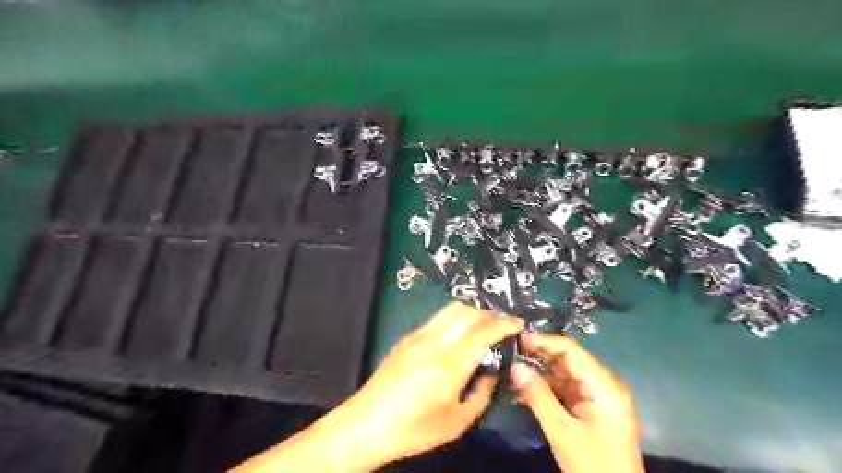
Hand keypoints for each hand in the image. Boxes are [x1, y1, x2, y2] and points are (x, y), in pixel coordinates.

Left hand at [347, 302, 523, 462]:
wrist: (368, 423)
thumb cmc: (414, 429)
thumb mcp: (457, 421)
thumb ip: (482, 393)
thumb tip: (492, 372)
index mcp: (450, 363)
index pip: (483, 329)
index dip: (504, 323)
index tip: (518, 324)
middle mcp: (434, 341)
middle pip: (467, 311)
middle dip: (490, 313)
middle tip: (504, 325)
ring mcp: (418, 335)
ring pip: (451, 309)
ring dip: (472, 312)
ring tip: (484, 326)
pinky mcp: (408, 337)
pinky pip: (438, 319)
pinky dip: (456, 319)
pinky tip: (460, 335)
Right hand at [510, 332, 642, 471]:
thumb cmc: (593, 465)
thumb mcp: (561, 431)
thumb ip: (538, 396)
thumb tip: (516, 366)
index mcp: (604, 385)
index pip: (572, 350)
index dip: (545, 341)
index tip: (518, 339)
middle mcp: (604, 385)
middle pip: (569, 360)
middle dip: (540, 357)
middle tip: (511, 354)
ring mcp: (599, 397)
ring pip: (566, 374)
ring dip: (541, 373)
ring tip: (514, 371)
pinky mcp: (593, 409)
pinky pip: (567, 390)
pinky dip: (548, 389)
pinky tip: (526, 390)